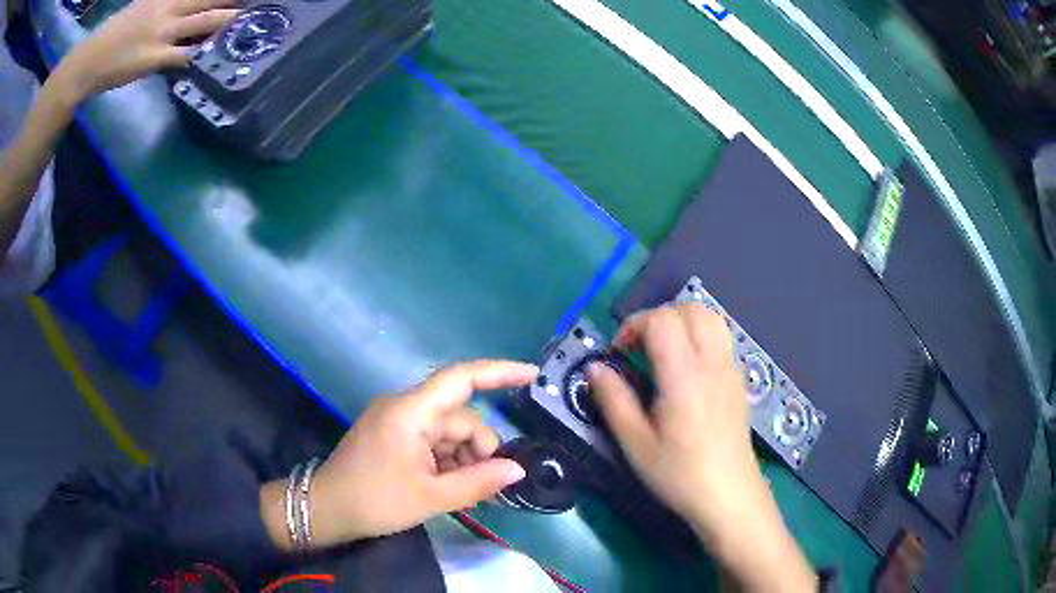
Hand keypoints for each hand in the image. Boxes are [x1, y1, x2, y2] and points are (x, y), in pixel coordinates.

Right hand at [51, 0, 237, 101]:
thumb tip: (186, 6)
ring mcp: (162, 31)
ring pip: (206, 20)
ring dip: (230, 20)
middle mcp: (169, 6)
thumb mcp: (141, 5)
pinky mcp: (154, 57)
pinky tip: (219, 56)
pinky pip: (186, 55)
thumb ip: (163, 3)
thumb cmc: (112, 34)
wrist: (87, 62)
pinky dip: (203, 54)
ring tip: (252, 19)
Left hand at [264, 360, 533, 549]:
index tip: (532, 375)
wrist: (325, 509)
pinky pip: (431, 440)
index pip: (461, 378)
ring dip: (462, 460)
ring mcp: (396, 421)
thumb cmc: (374, 501)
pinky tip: (447, 487)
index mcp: (411, 412)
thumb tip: (517, 470)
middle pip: (459, 417)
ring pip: (447, 432)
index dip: (499, 372)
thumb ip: (478, 482)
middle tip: (484, 487)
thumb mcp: (430, 497)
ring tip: (461, 493)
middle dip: (478, 449)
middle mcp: (404, 407)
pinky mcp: (392, 435)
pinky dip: (446, 461)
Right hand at [587, 303, 754, 530]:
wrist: (729, 496)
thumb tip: (595, 367)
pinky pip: (723, 338)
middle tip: (639, 348)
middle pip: (691, 308)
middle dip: (659, 317)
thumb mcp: (636, 444)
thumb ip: (613, 400)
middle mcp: (712, 362)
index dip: (634, 325)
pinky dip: (701, 335)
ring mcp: (731, 369)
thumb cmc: (679, 474)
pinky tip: (688, 370)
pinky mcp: (739, 381)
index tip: (619, 354)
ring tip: (663, 351)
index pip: (662, 320)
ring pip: (712, 317)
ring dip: (683, 321)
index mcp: (684, 375)